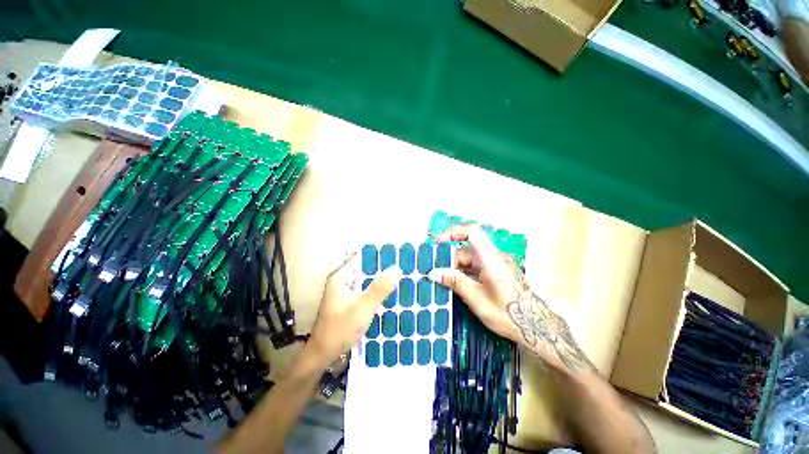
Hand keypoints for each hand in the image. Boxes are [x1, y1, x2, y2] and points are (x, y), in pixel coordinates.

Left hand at [307, 254, 401, 364]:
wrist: (323, 355)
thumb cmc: (340, 329)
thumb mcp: (362, 308)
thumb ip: (379, 289)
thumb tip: (397, 269)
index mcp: (341, 277)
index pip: (361, 257)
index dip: (378, 254)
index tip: (396, 253)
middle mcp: (342, 281)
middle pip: (364, 269)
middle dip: (382, 268)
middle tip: (402, 265)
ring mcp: (345, 292)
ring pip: (366, 280)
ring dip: (380, 279)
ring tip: (400, 276)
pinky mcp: (349, 302)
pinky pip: (365, 291)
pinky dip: (375, 290)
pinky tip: (389, 293)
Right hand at [428, 225, 590, 371]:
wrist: (538, 329)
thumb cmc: (508, 314)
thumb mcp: (477, 299)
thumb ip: (455, 282)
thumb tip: (433, 273)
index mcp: (490, 258)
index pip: (471, 232)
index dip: (452, 234)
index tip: (437, 246)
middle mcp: (494, 257)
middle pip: (467, 250)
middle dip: (449, 261)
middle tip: (435, 275)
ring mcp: (496, 265)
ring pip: (470, 260)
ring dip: (456, 269)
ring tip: (442, 283)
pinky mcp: (498, 273)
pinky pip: (477, 268)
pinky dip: (465, 274)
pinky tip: (457, 286)